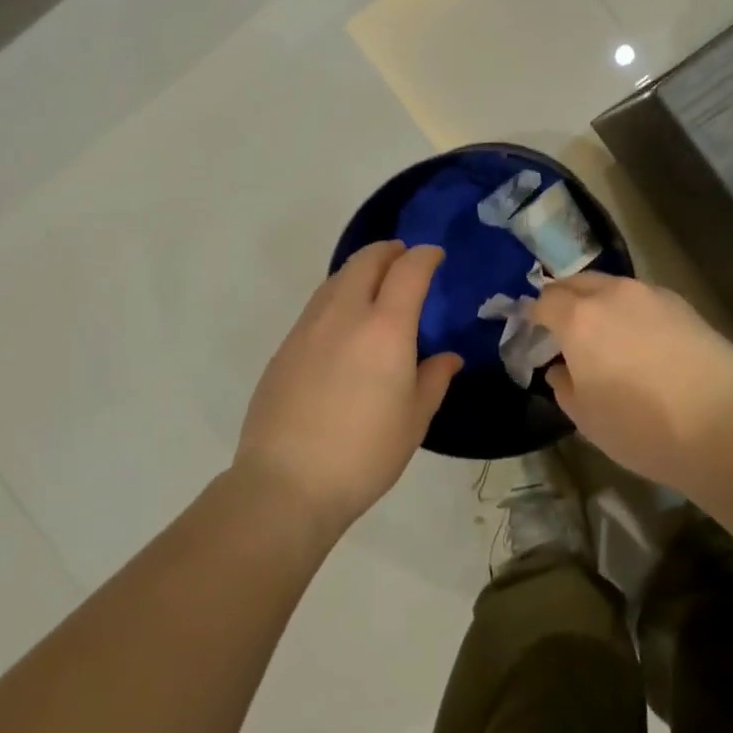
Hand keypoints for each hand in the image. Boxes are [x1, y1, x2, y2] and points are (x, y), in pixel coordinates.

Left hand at [235, 242, 461, 538]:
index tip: (435, 255)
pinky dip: (338, 295)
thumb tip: (448, 357)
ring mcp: (309, 327)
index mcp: (386, 328)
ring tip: (375, 284)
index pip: (409, 270)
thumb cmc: (364, 453)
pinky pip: (318, 304)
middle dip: (389, 251)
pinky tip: (343, 322)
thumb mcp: (414, 420)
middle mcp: (345, 314)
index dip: (425, 256)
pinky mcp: (285, 346)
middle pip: (366, 261)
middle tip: (403, 257)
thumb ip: (433, 379)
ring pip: (337, 278)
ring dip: (360, 270)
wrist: (287, 482)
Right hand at [532, 273, 732, 494]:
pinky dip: (631, 311)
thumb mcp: (587, 418)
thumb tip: (561, 368)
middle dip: (564, 300)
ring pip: (612, 287)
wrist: (725, 426)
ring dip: (599, 303)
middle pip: (576, 282)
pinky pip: (643, 299)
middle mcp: (612, 294)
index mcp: (579, 318)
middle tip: (563, 329)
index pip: (544, 301)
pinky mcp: (683, 304)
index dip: (533, 315)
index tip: (533, 332)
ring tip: (605, 335)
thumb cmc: (643, 428)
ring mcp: (651, 295)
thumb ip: (563, 385)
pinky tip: (642, 341)